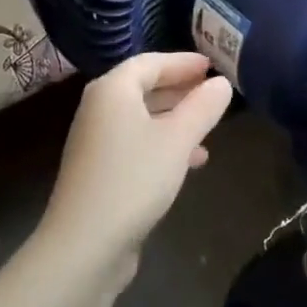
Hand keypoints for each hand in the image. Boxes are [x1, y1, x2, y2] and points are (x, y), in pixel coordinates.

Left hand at [38, 52, 232, 286]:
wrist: (85, 245)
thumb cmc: (134, 179)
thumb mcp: (178, 139)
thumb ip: (203, 107)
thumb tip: (222, 83)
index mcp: (112, 90)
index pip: (150, 62)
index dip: (182, 62)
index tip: (212, 65)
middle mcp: (99, 109)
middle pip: (143, 87)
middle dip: (180, 88)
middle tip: (213, 91)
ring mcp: (96, 141)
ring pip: (142, 117)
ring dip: (175, 118)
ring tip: (209, 126)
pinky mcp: (100, 171)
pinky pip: (137, 142)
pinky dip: (163, 143)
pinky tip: (191, 161)